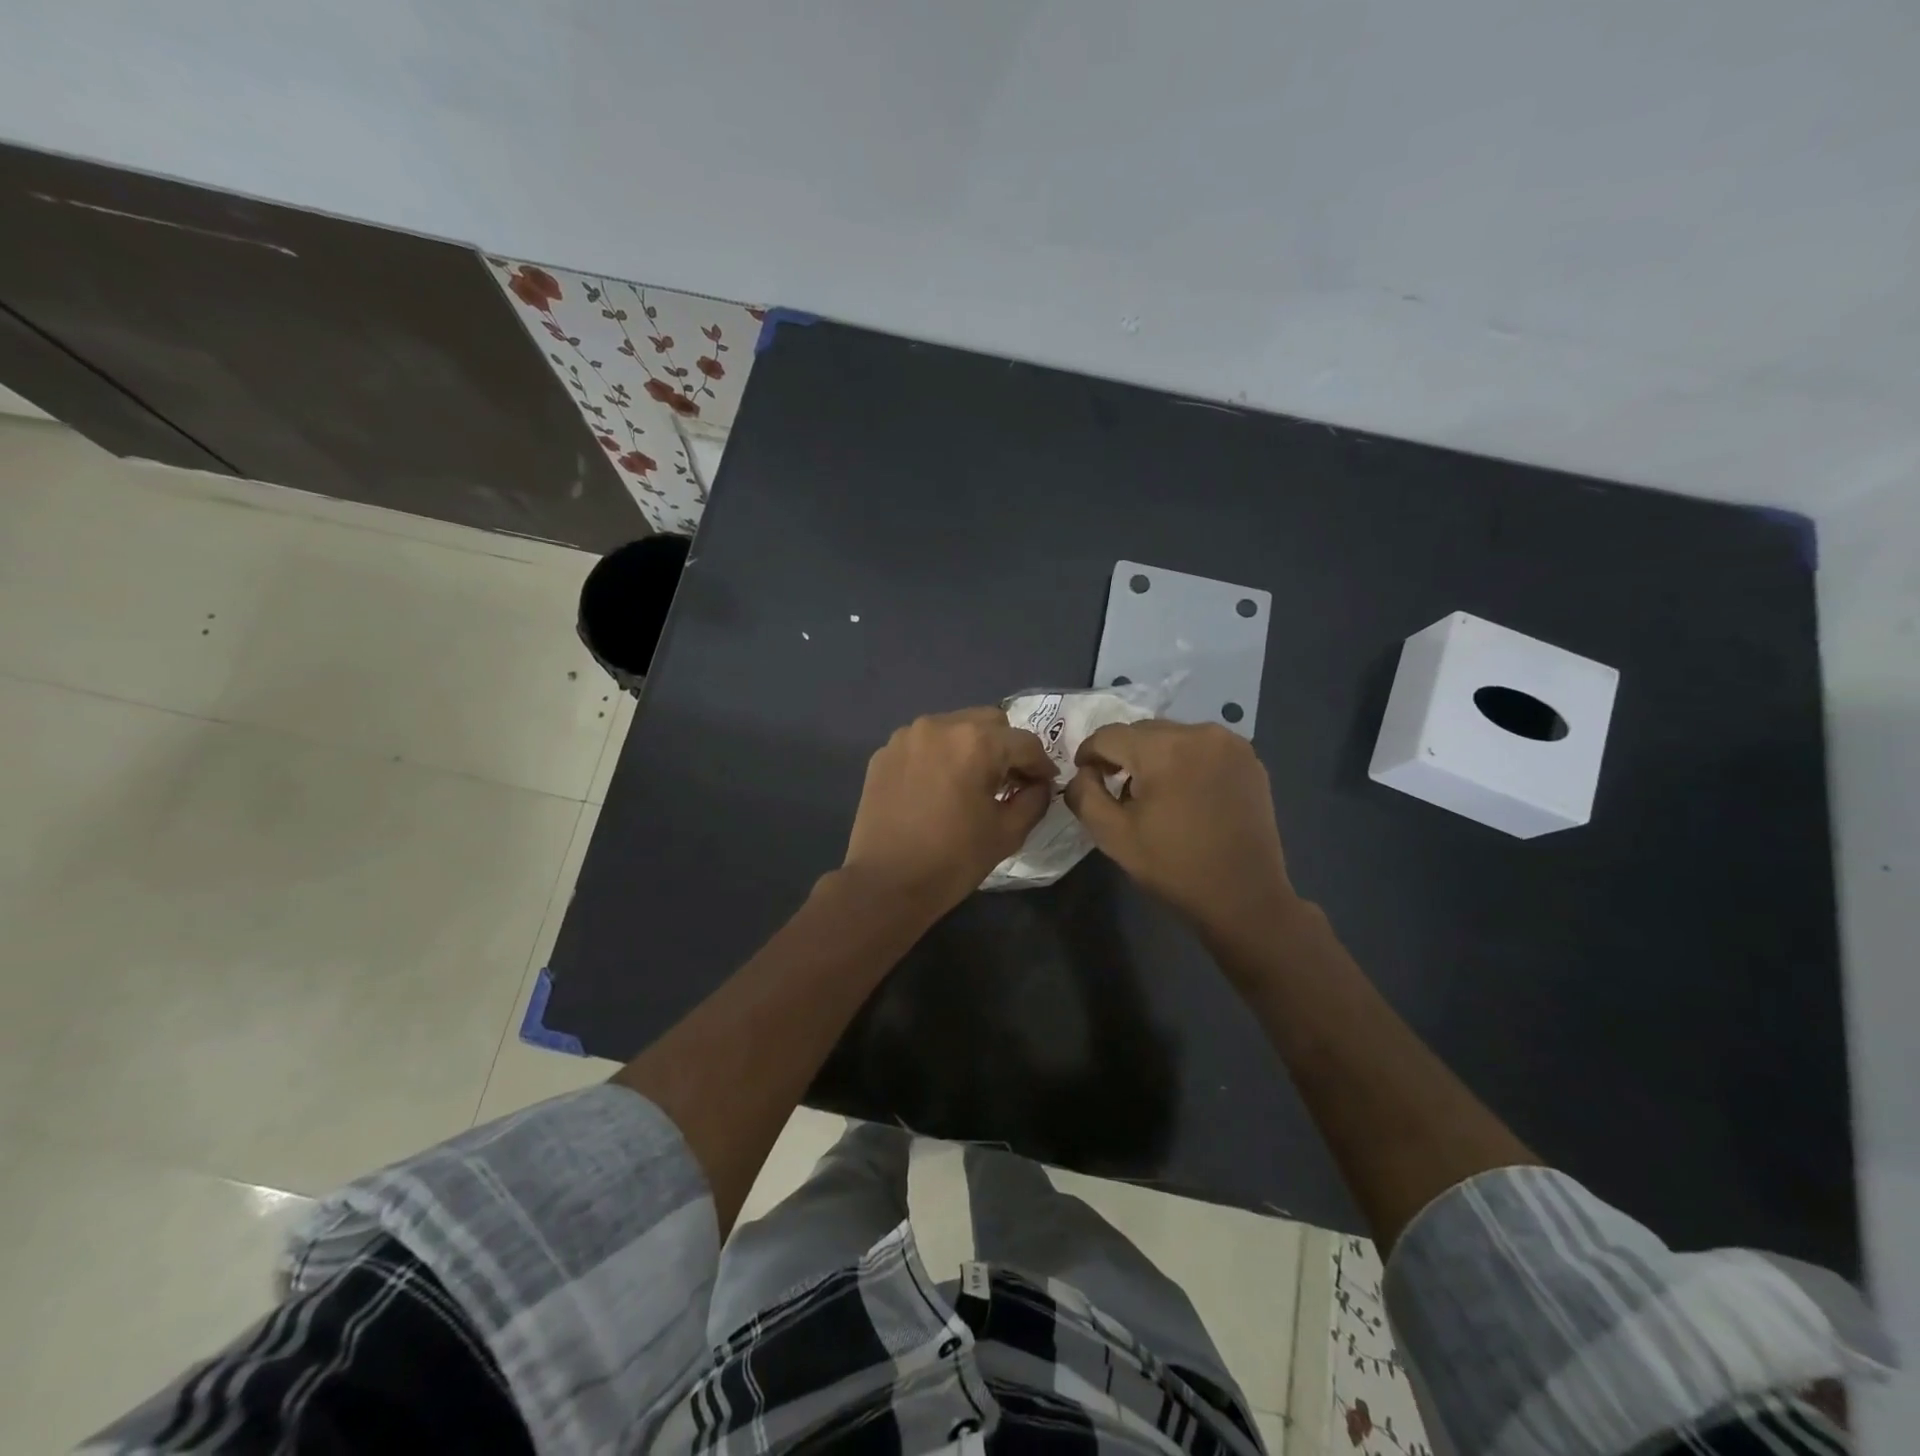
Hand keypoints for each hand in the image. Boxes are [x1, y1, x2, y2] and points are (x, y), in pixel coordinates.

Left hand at [842, 707, 1054, 913]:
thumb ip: (1034, 800)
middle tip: (1009, 782)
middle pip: (989, 723)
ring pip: (954, 727)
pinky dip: (939, 757)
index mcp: (976, 742)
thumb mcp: (1008, 833)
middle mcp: (940, 725)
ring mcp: (907, 736)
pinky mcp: (884, 753)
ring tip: (971, 783)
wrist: (885, 884)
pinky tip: (937, 788)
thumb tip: (1039, 784)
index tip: (1045, 784)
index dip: (1041, 765)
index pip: (1025, 742)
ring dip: (971, 748)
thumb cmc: (953, 860)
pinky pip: (924, 743)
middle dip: (1006, 748)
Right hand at [1064, 721, 1296, 933]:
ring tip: (1154, 793)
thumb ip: (1084, 795)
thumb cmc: (1173, 868)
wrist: (1244, 898)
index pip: (1109, 735)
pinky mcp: (1250, 759)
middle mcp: (1200, 733)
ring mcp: (1231, 744)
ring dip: (1155, 756)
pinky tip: (1186, 794)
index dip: (1089, 754)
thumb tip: (1083, 772)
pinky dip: (1186, 761)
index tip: (1086, 777)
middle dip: (1123, 755)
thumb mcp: (1112, 836)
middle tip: (1116, 789)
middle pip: (1142, 731)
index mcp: (1164, 750)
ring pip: (1173, 736)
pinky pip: (1202, 747)